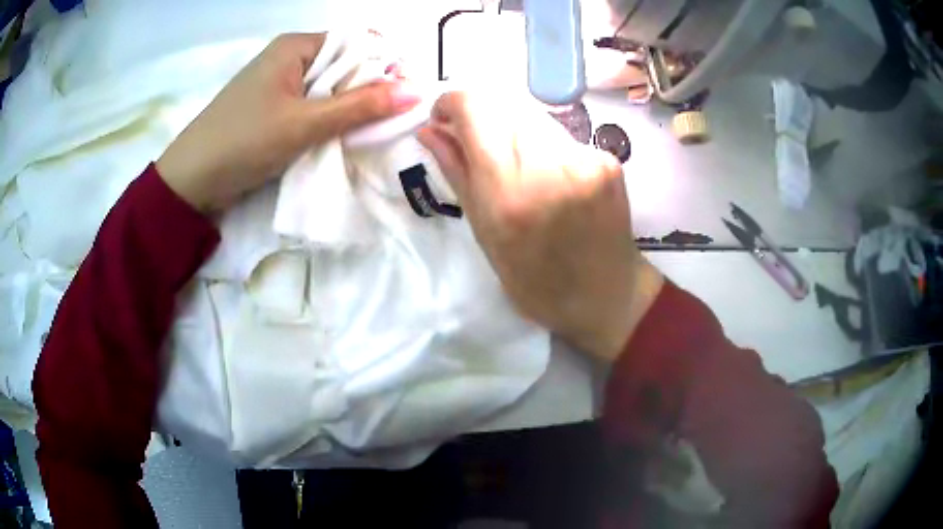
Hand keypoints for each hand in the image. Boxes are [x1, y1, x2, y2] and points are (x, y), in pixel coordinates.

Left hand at [158, 33, 420, 212]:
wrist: (191, 182)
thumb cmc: (244, 141)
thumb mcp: (304, 123)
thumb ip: (359, 106)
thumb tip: (416, 92)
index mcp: (295, 46)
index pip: (354, 43)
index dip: (383, 64)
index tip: (406, 94)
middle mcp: (288, 59)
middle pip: (342, 65)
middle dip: (368, 89)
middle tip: (393, 118)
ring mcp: (279, 85)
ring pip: (328, 89)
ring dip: (349, 108)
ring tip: (373, 130)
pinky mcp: (272, 110)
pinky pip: (311, 107)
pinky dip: (328, 120)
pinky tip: (343, 136)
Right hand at [418, 92, 663, 360]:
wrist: (605, 295)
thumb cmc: (535, 279)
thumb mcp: (484, 232)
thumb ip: (456, 170)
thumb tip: (429, 130)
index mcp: (508, 191)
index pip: (475, 107)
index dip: (451, 102)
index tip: (444, 118)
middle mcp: (550, 165)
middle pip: (503, 102)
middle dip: (480, 115)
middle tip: (475, 142)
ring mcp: (586, 159)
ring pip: (532, 114)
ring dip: (511, 127)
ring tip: (513, 164)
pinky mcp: (609, 159)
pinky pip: (561, 132)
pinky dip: (543, 142)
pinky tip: (547, 173)